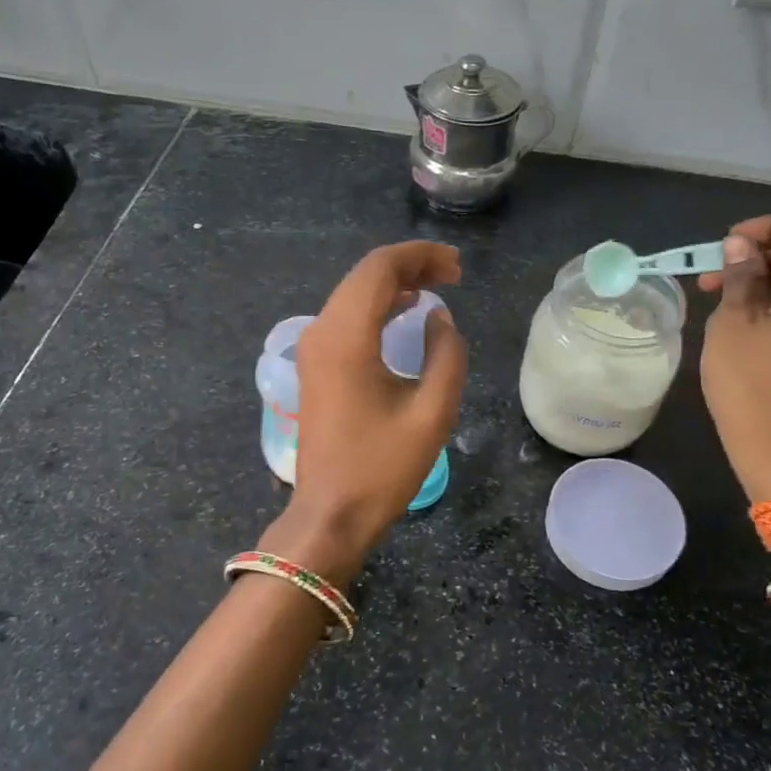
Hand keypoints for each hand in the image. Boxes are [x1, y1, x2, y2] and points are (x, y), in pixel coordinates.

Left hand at [265, 241, 467, 583]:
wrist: (330, 513)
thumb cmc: (382, 468)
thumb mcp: (431, 413)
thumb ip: (446, 355)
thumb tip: (439, 317)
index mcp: (346, 337)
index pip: (379, 270)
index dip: (420, 257)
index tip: (457, 266)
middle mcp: (321, 332)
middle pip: (364, 276)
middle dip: (409, 266)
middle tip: (454, 274)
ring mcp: (312, 348)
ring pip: (353, 294)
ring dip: (393, 284)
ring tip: (437, 286)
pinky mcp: (314, 365)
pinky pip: (345, 317)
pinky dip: (376, 306)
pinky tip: (404, 311)